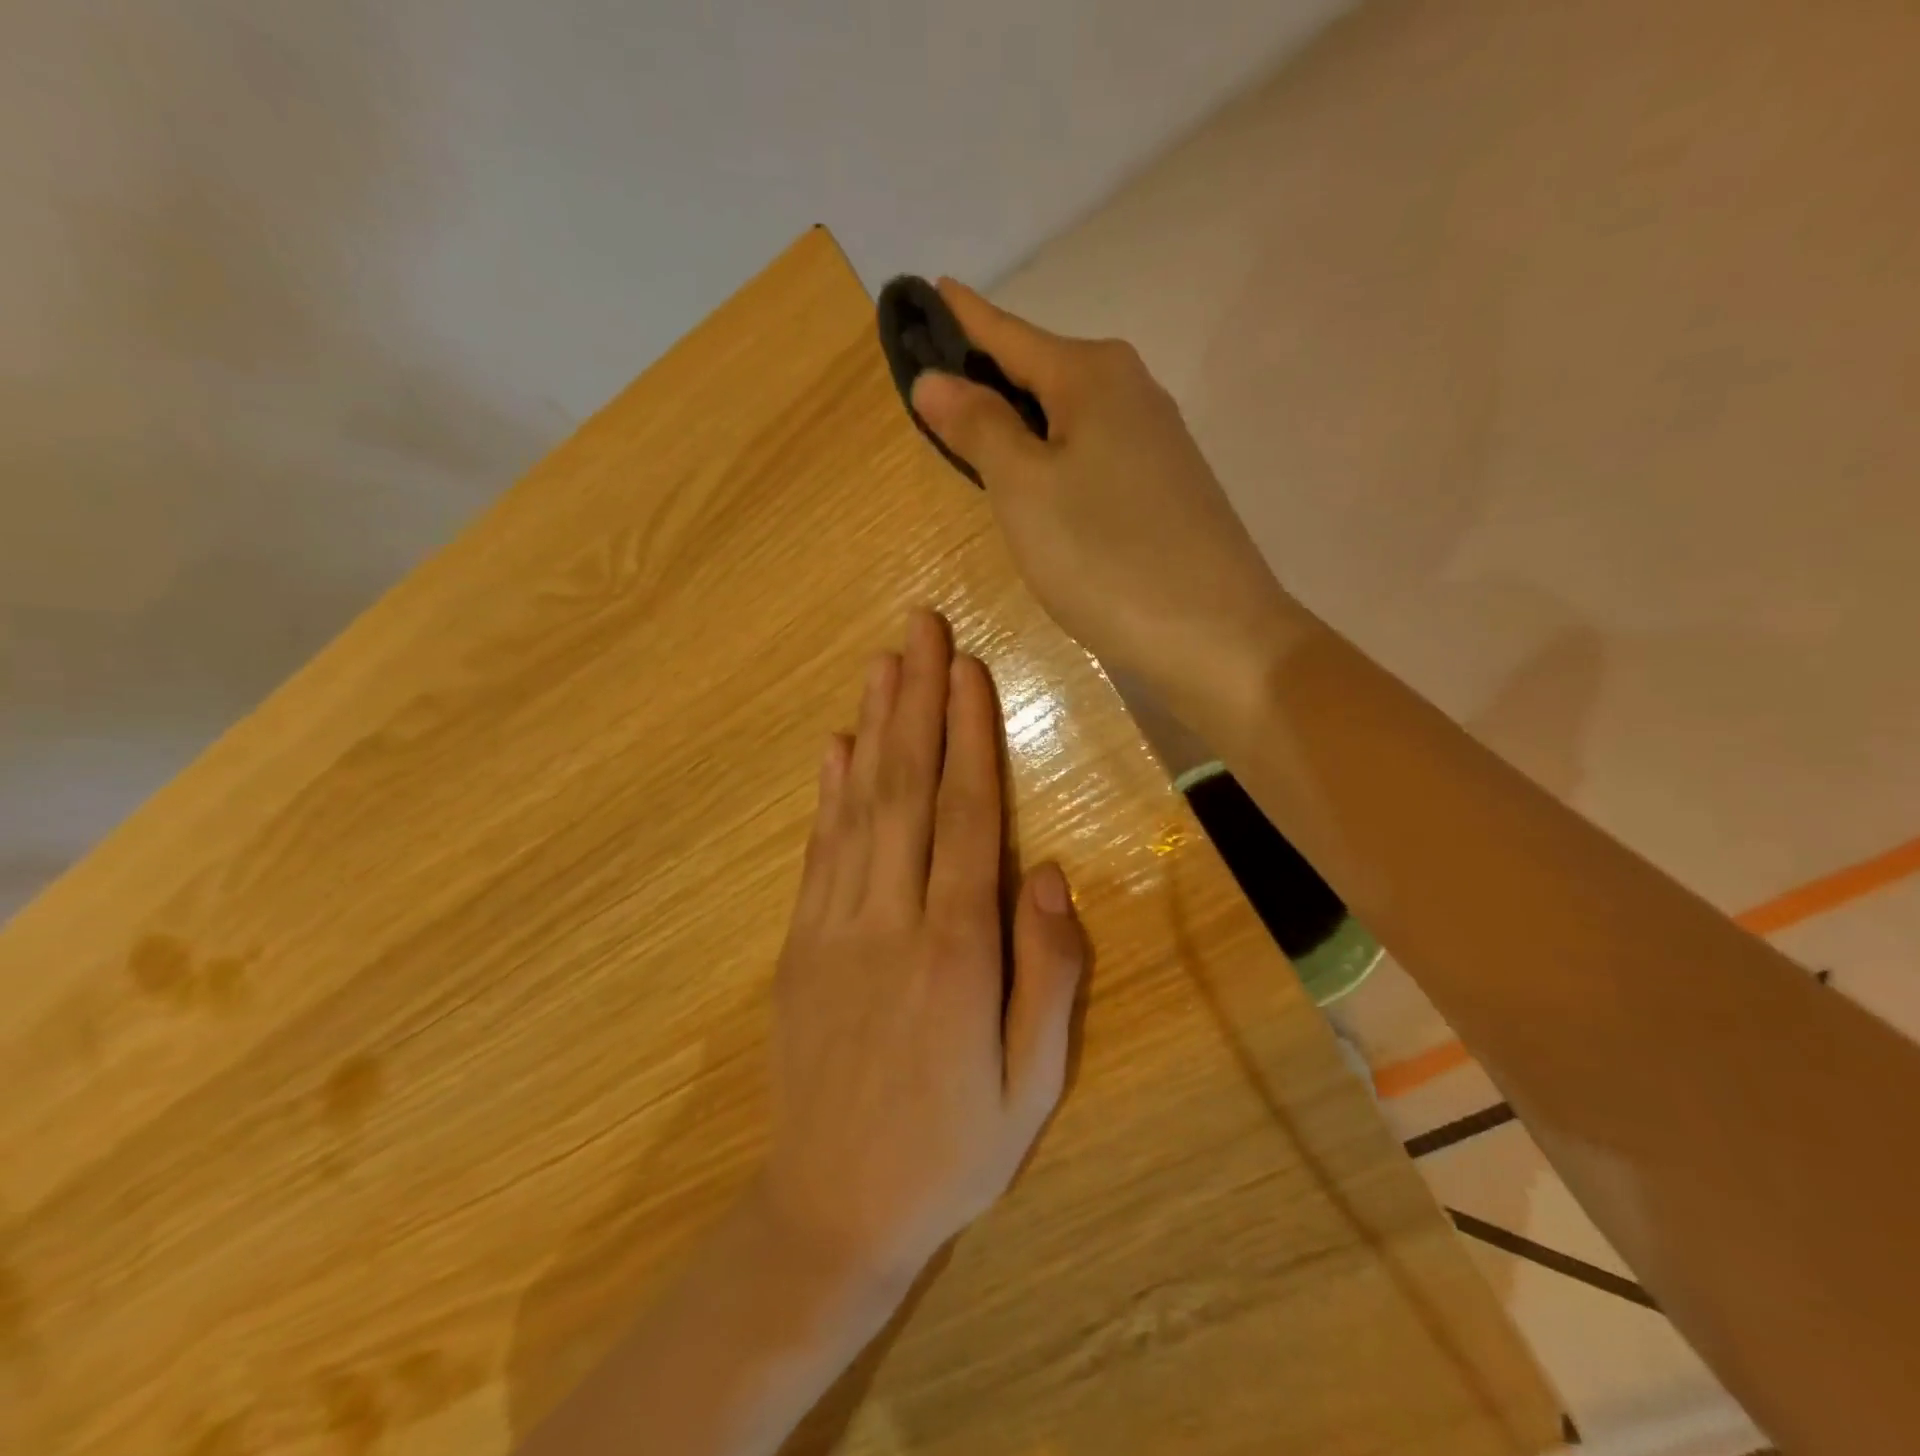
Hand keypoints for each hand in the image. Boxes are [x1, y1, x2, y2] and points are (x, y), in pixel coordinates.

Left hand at [756, 610, 1084, 1286]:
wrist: (831, 1210)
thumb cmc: (950, 1151)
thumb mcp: (1030, 1085)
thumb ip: (1048, 977)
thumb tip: (1051, 877)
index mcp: (956, 951)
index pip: (967, 816)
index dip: (969, 736)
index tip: (968, 670)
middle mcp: (890, 920)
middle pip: (907, 789)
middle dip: (916, 701)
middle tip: (921, 627)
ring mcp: (834, 928)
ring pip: (858, 807)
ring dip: (873, 727)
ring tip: (883, 662)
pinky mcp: (799, 945)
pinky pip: (818, 851)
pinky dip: (829, 792)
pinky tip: (836, 746)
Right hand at [910, 280, 1300, 716]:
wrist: (1215, 635)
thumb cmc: (1105, 557)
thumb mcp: (1024, 490)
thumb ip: (979, 428)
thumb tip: (934, 378)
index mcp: (1093, 376)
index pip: (1009, 332)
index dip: (963, 316)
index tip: (927, 288)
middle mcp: (1131, 392)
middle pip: (1042, 371)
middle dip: (989, 375)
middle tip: (935, 385)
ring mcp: (1157, 442)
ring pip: (1069, 417)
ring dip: (1023, 421)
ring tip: (975, 434)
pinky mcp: (1167, 488)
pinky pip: (1093, 454)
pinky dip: (1056, 458)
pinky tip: (1041, 485)